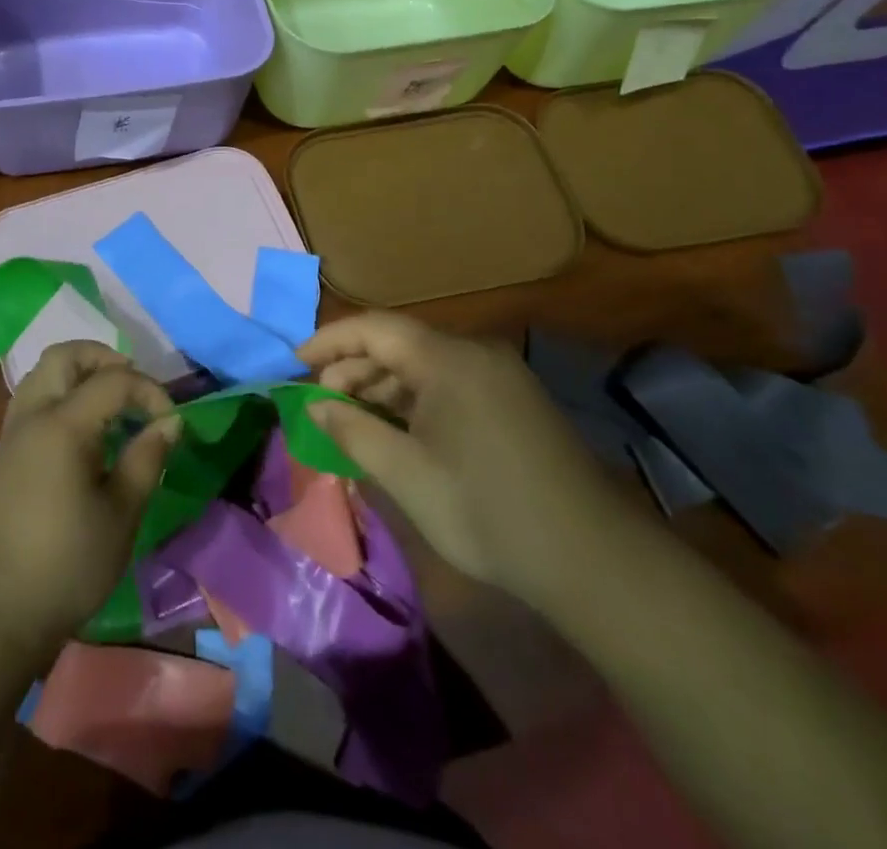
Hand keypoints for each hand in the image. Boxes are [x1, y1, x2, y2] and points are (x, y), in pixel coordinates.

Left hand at [0, 342, 181, 660]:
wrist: (0, 611)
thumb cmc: (69, 564)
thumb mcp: (122, 513)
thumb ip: (147, 458)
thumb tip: (170, 422)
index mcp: (63, 425)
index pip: (113, 380)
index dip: (149, 391)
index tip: (171, 421)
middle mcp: (33, 415)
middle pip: (65, 355)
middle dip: (105, 359)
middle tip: (134, 387)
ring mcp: (13, 432)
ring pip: (43, 372)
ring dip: (79, 372)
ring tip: (110, 402)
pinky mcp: (6, 451)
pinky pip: (33, 397)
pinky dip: (61, 392)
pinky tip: (83, 428)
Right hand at [302, 312, 633, 613]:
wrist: (592, 558)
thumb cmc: (486, 511)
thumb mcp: (406, 474)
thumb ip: (352, 430)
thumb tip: (314, 404)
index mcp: (448, 359)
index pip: (374, 328)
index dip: (329, 340)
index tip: (294, 362)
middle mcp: (475, 353)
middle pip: (399, 344)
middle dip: (354, 368)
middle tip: (322, 403)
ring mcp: (499, 376)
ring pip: (424, 365)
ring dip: (384, 386)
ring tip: (354, 419)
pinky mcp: (514, 401)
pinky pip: (450, 383)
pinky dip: (415, 399)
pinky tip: (399, 430)